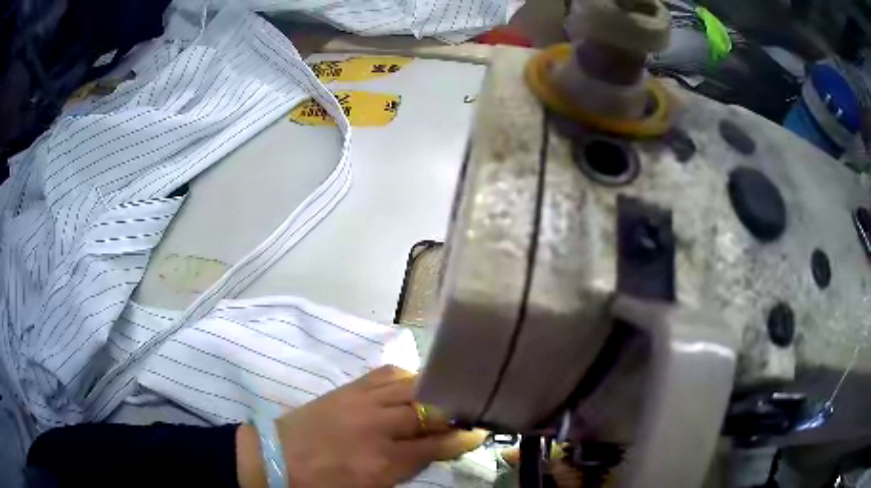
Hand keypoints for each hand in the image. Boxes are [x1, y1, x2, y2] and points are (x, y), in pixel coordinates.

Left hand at [237, 365, 485, 487]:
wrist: (279, 457)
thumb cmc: (326, 483)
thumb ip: (408, 470)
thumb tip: (437, 451)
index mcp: (384, 460)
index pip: (435, 445)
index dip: (462, 438)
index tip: (479, 432)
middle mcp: (377, 426)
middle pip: (428, 410)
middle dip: (455, 410)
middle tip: (469, 410)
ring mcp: (361, 401)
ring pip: (411, 386)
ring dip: (434, 390)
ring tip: (447, 393)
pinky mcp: (348, 387)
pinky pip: (385, 373)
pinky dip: (406, 377)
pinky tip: (413, 383)